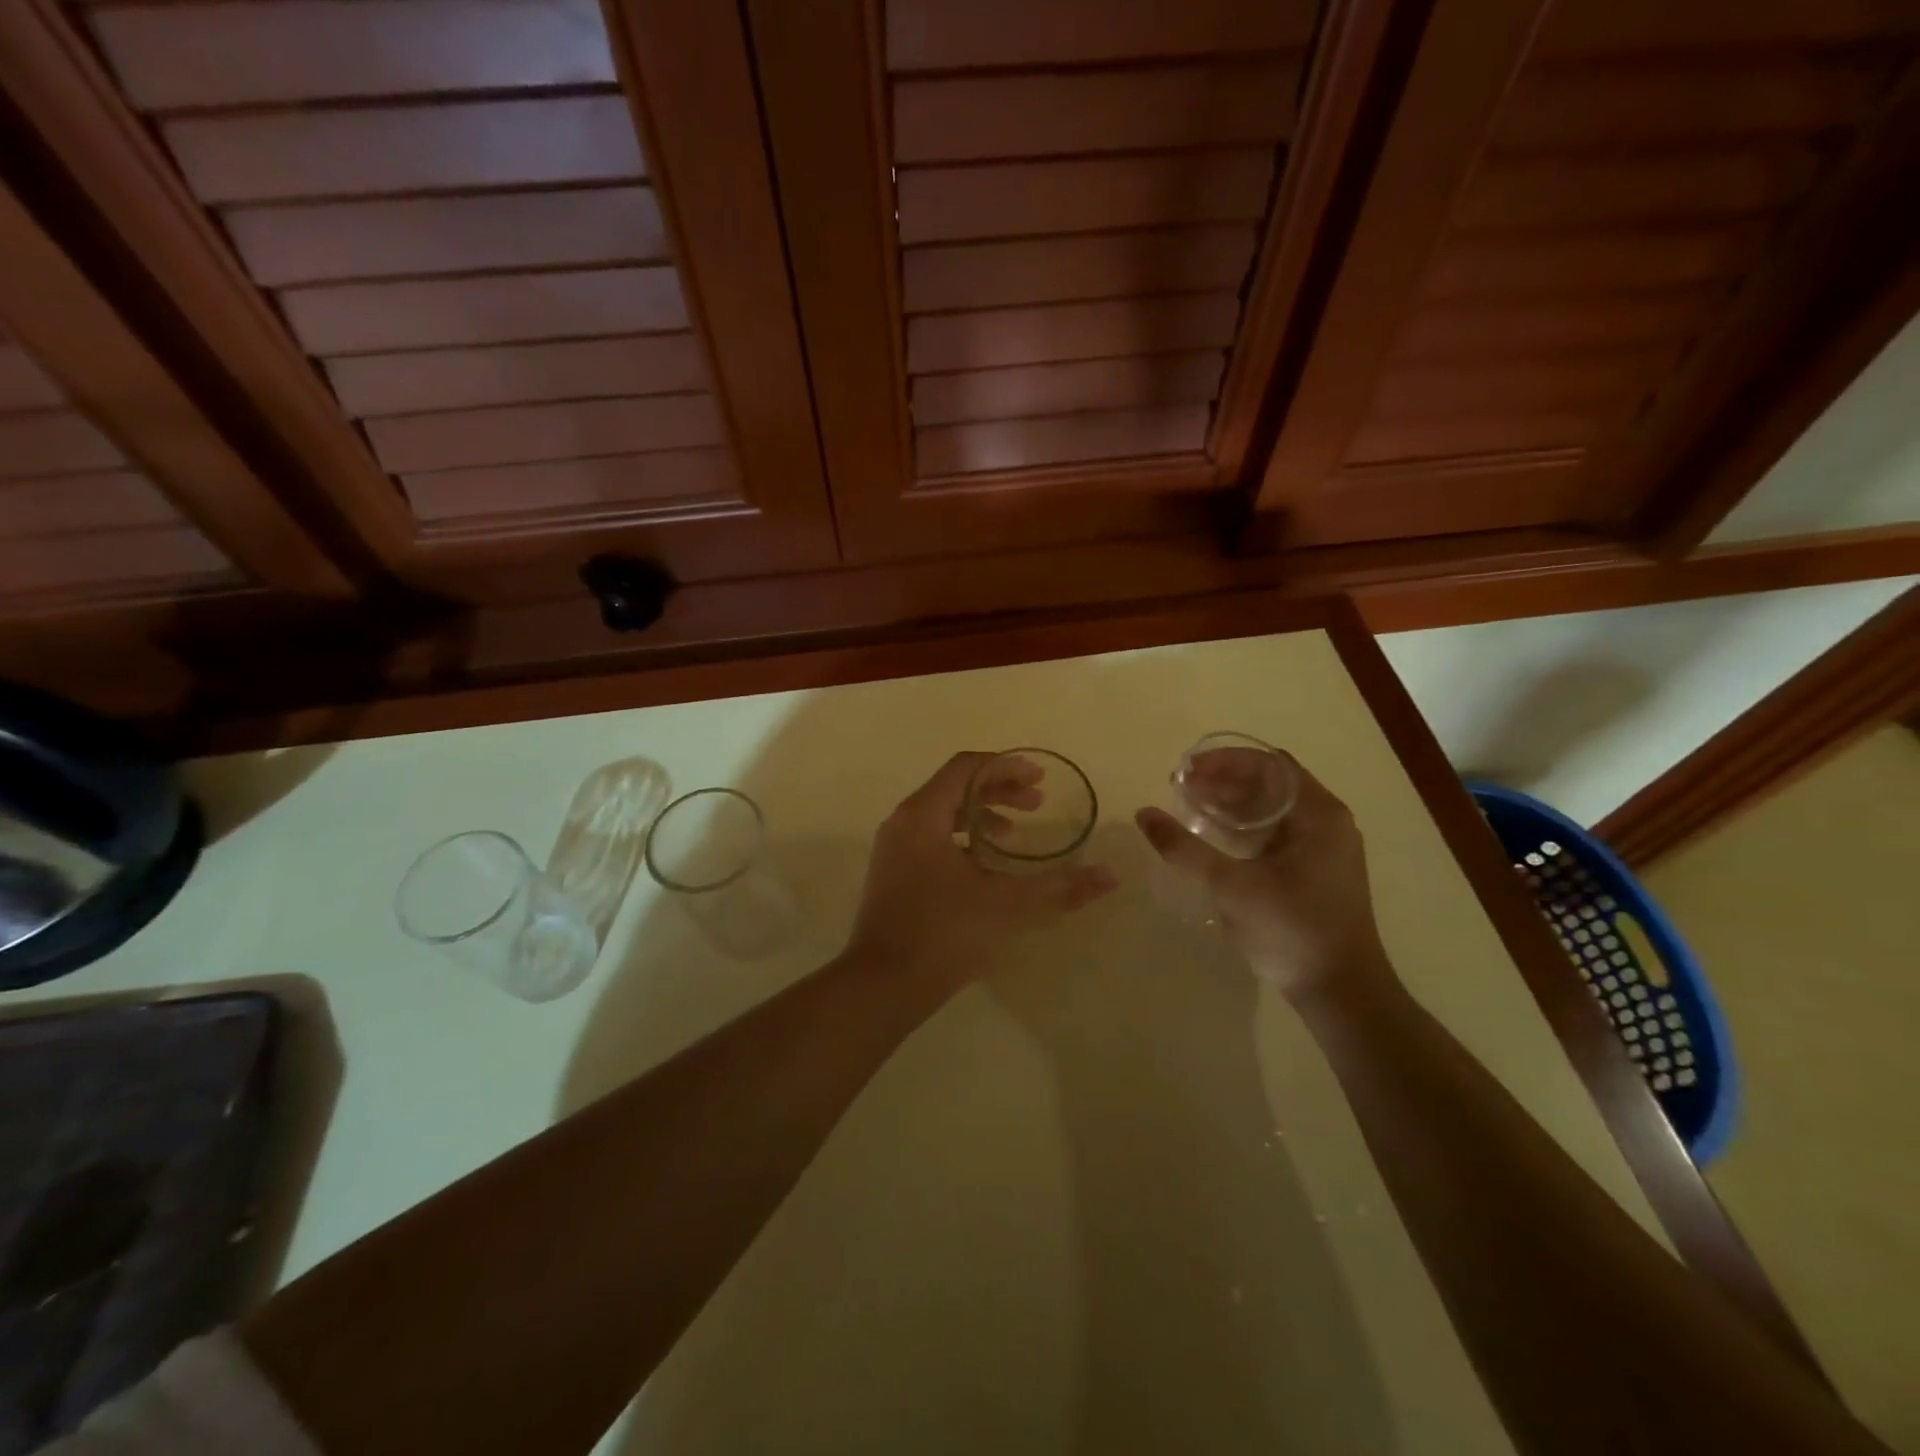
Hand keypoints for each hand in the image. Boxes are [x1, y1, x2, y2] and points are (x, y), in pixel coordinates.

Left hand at [846, 752, 1116, 990]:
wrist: (882, 986)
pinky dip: (962, 840)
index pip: (966, 769)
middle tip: (1036, 803)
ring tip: (1014, 835)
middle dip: (998, 790)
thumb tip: (1109, 876)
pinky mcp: (892, 875)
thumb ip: (1059, 888)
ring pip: (941, 815)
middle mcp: (903, 823)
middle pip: (954, 788)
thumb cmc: (942, 933)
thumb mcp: (1007, 906)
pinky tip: (985, 868)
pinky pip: (931, 839)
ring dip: (980, 816)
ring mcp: (893, 850)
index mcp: (922, 816)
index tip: (1039, 778)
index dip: (1005, 766)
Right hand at [1136, 761, 1396, 1006]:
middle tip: (1180, 790)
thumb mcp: (1231, 888)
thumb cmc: (1291, 932)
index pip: (1270, 765)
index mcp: (1319, 815)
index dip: (1225, 761)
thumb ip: (1185, 849)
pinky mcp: (1315, 871)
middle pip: (1271, 784)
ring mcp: (1324, 848)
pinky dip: (1244, 827)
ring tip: (1190, 808)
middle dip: (1224, 781)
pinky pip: (1276, 833)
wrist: (1341, 994)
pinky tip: (1215, 839)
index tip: (1186, 772)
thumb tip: (1144, 814)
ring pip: (1272, 809)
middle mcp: (1327, 822)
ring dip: (1232, 804)